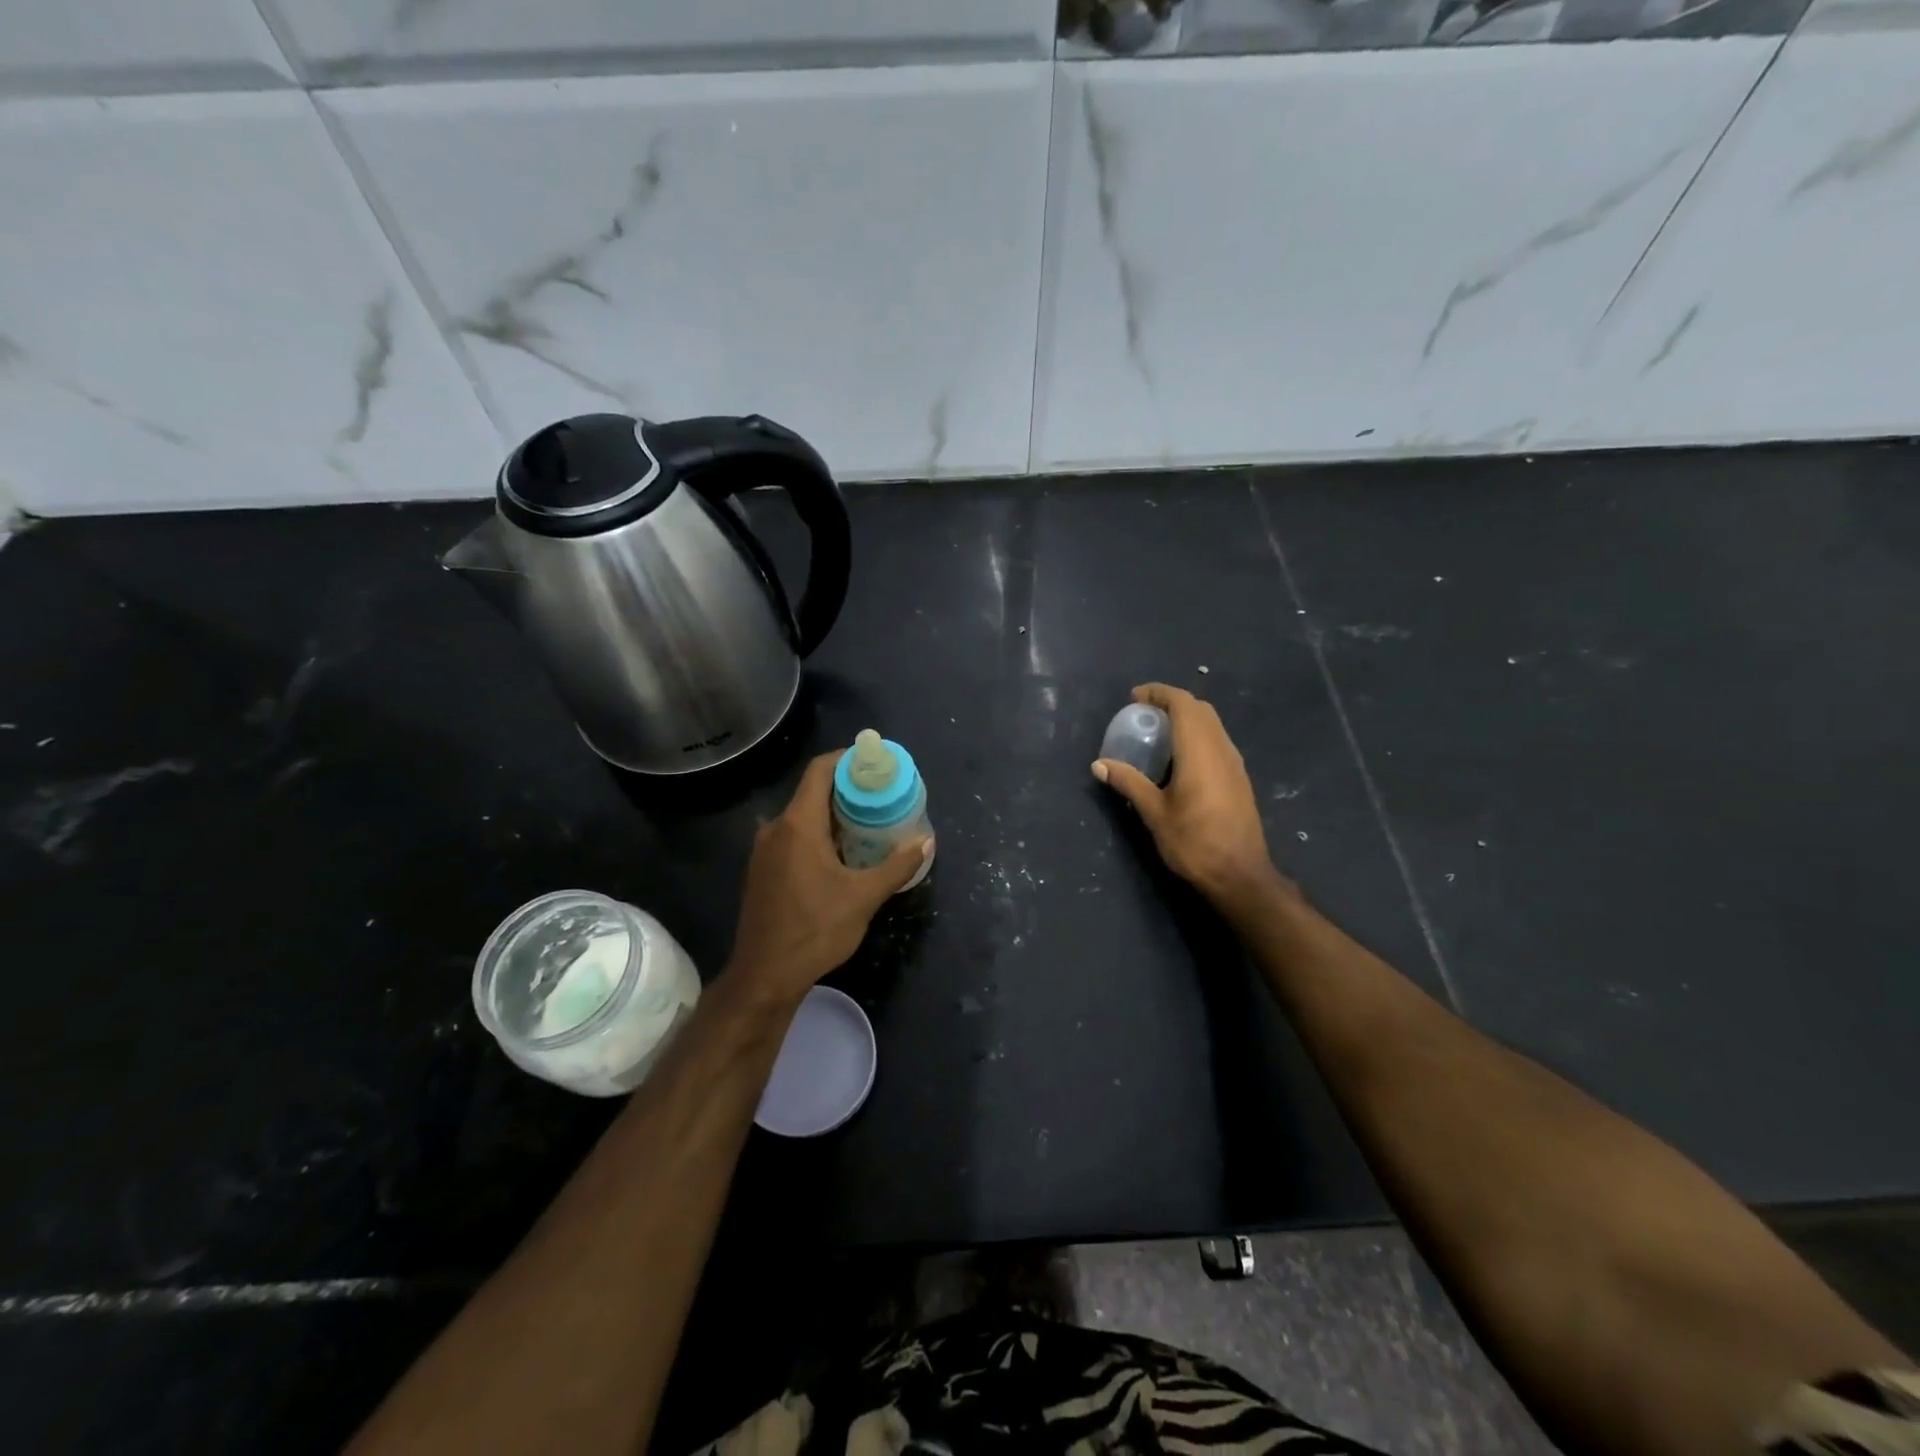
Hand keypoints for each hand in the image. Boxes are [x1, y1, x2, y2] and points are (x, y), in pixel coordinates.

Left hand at [726, 750, 932, 1003]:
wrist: (765, 975)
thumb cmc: (815, 930)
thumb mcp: (864, 897)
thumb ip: (897, 865)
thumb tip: (926, 841)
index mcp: (798, 824)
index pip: (820, 770)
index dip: (847, 759)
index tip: (875, 763)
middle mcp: (776, 828)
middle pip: (813, 792)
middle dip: (848, 790)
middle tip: (882, 797)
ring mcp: (764, 850)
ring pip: (803, 817)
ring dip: (834, 815)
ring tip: (869, 824)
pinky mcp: (762, 870)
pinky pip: (793, 837)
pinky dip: (818, 834)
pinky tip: (842, 854)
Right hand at [1093, 684, 1285, 912]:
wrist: (1240, 875)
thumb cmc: (1194, 842)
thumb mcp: (1154, 813)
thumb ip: (1128, 782)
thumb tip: (1099, 764)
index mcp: (1199, 751)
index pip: (1183, 703)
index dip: (1159, 693)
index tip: (1134, 698)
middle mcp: (1221, 749)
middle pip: (1200, 709)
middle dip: (1172, 703)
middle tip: (1144, 715)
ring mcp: (1234, 763)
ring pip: (1212, 725)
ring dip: (1186, 719)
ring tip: (1158, 735)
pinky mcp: (1239, 778)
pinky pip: (1217, 741)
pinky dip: (1197, 736)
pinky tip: (1179, 760)